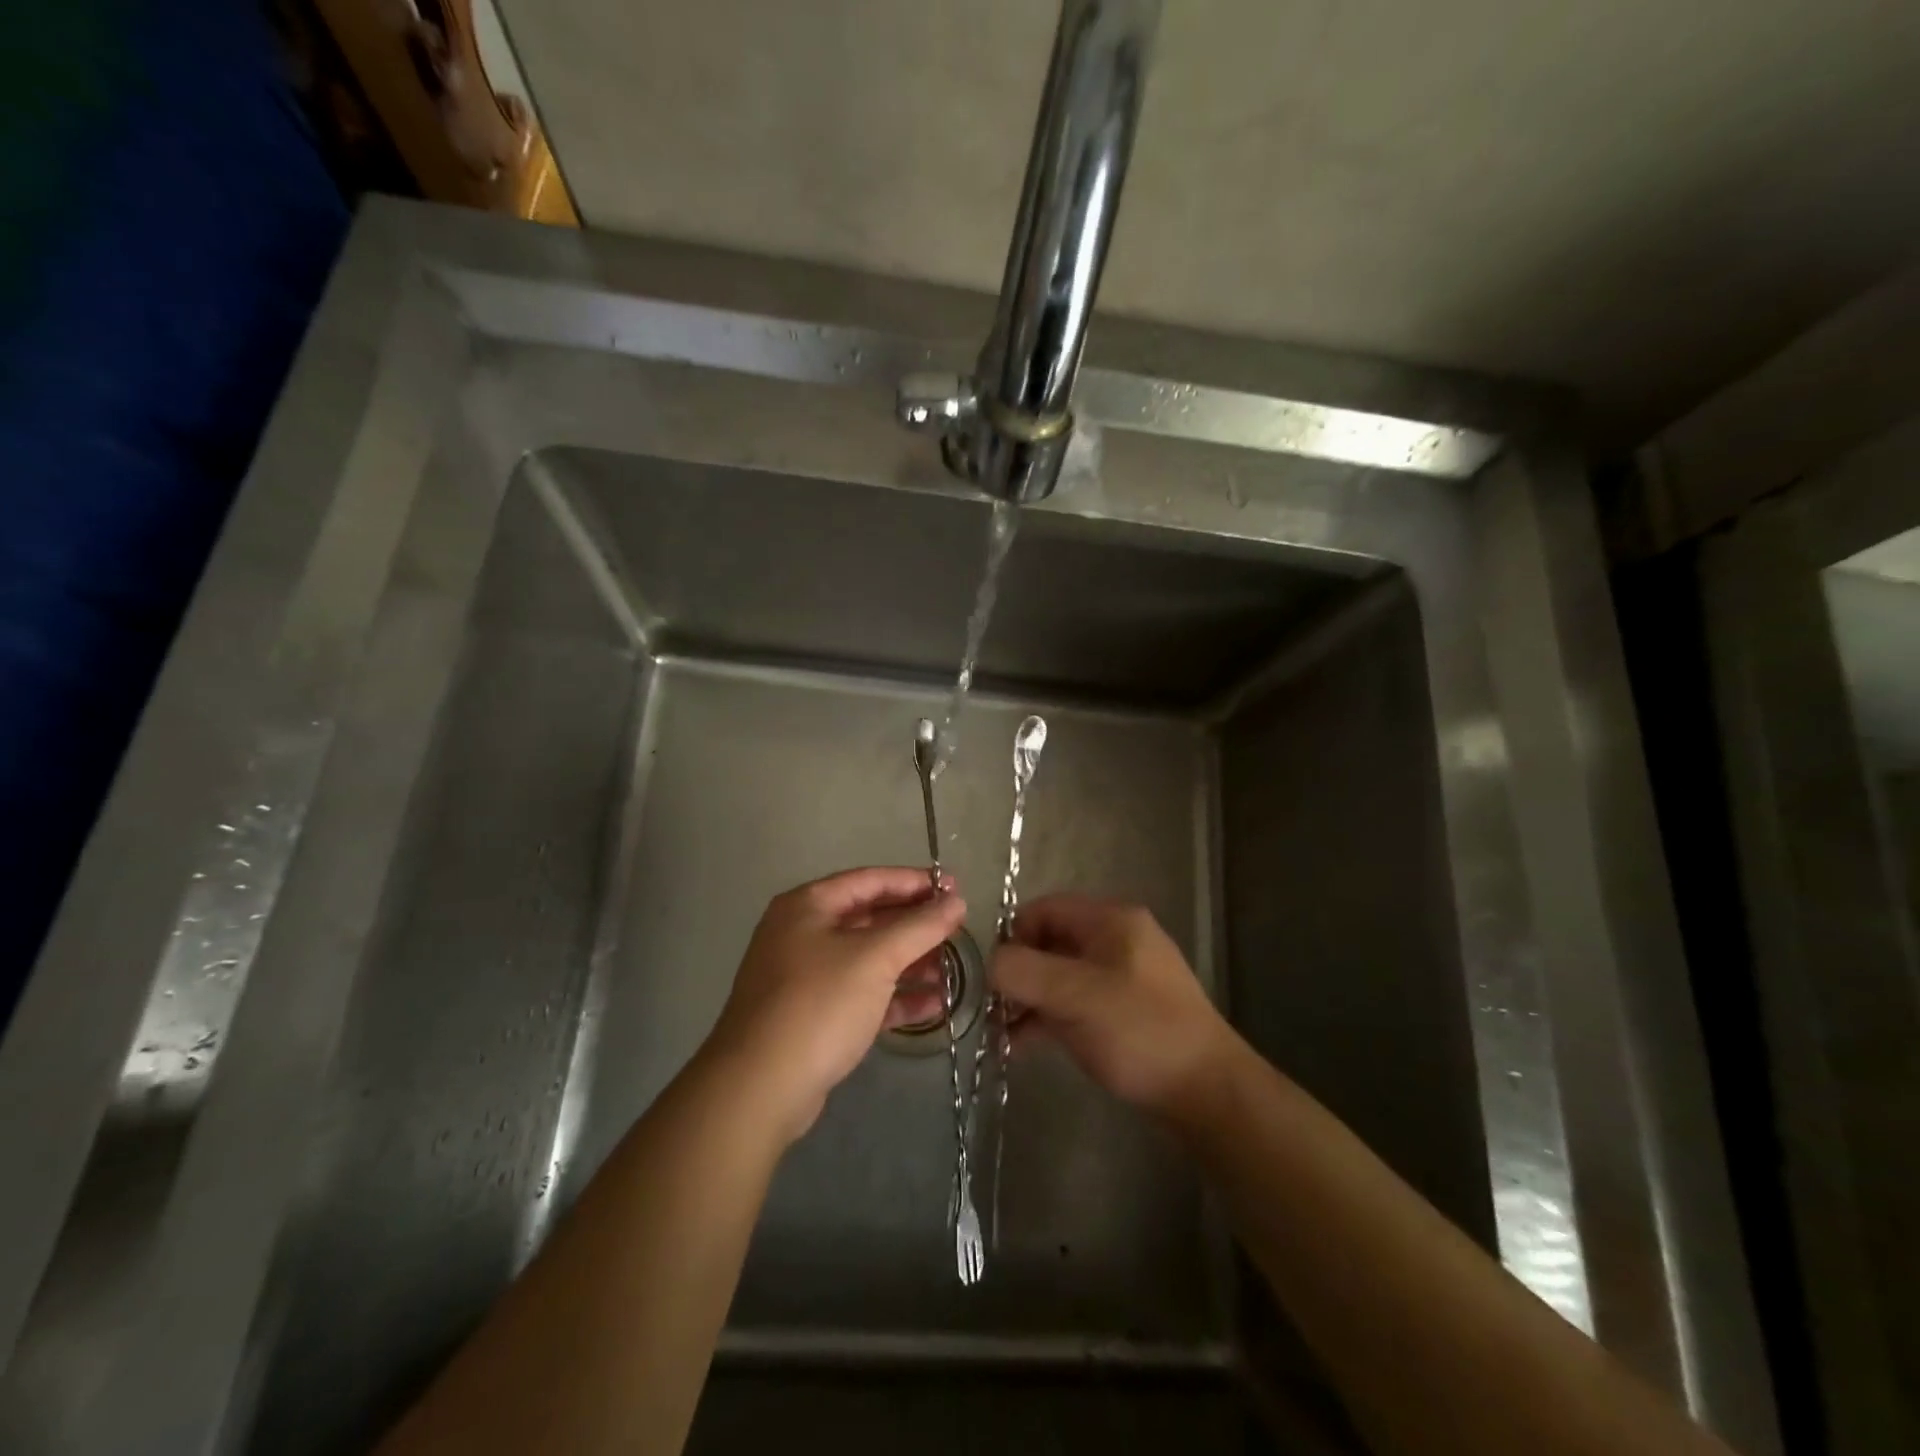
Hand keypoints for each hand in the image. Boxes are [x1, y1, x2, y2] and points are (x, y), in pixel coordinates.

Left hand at [706, 867, 965, 1144]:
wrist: (759, 1088)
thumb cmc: (818, 1005)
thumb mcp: (875, 958)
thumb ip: (920, 926)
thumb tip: (955, 901)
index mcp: (808, 906)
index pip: (870, 880)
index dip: (915, 882)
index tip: (955, 888)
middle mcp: (803, 934)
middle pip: (870, 918)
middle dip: (915, 926)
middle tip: (958, 930)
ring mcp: (805, 977)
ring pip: (867, 959)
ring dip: (909, 963)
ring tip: (951, 971)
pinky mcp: (813, 1016)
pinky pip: (861, 995)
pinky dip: (894, 997)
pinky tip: (932, 1005)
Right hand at [991, 895, 1231, 1115]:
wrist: (1208, 1092)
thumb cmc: (1139, 1031)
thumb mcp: (1074, 996)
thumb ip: (1022, 972)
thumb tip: (991, 963)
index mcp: (1110, 919)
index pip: (1044, 909)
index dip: (1013, 937)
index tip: (994, 977)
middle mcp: (1117, 938)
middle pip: (1051, 941)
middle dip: (1019, 972)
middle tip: (995, 1010)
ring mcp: (1124, 975)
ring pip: (1061, 974)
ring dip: (1030, 998)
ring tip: (1004, 1034)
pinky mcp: (1126, 1010)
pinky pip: (1076, 1001)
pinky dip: (1050, 1016)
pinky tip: (1026, 1044)